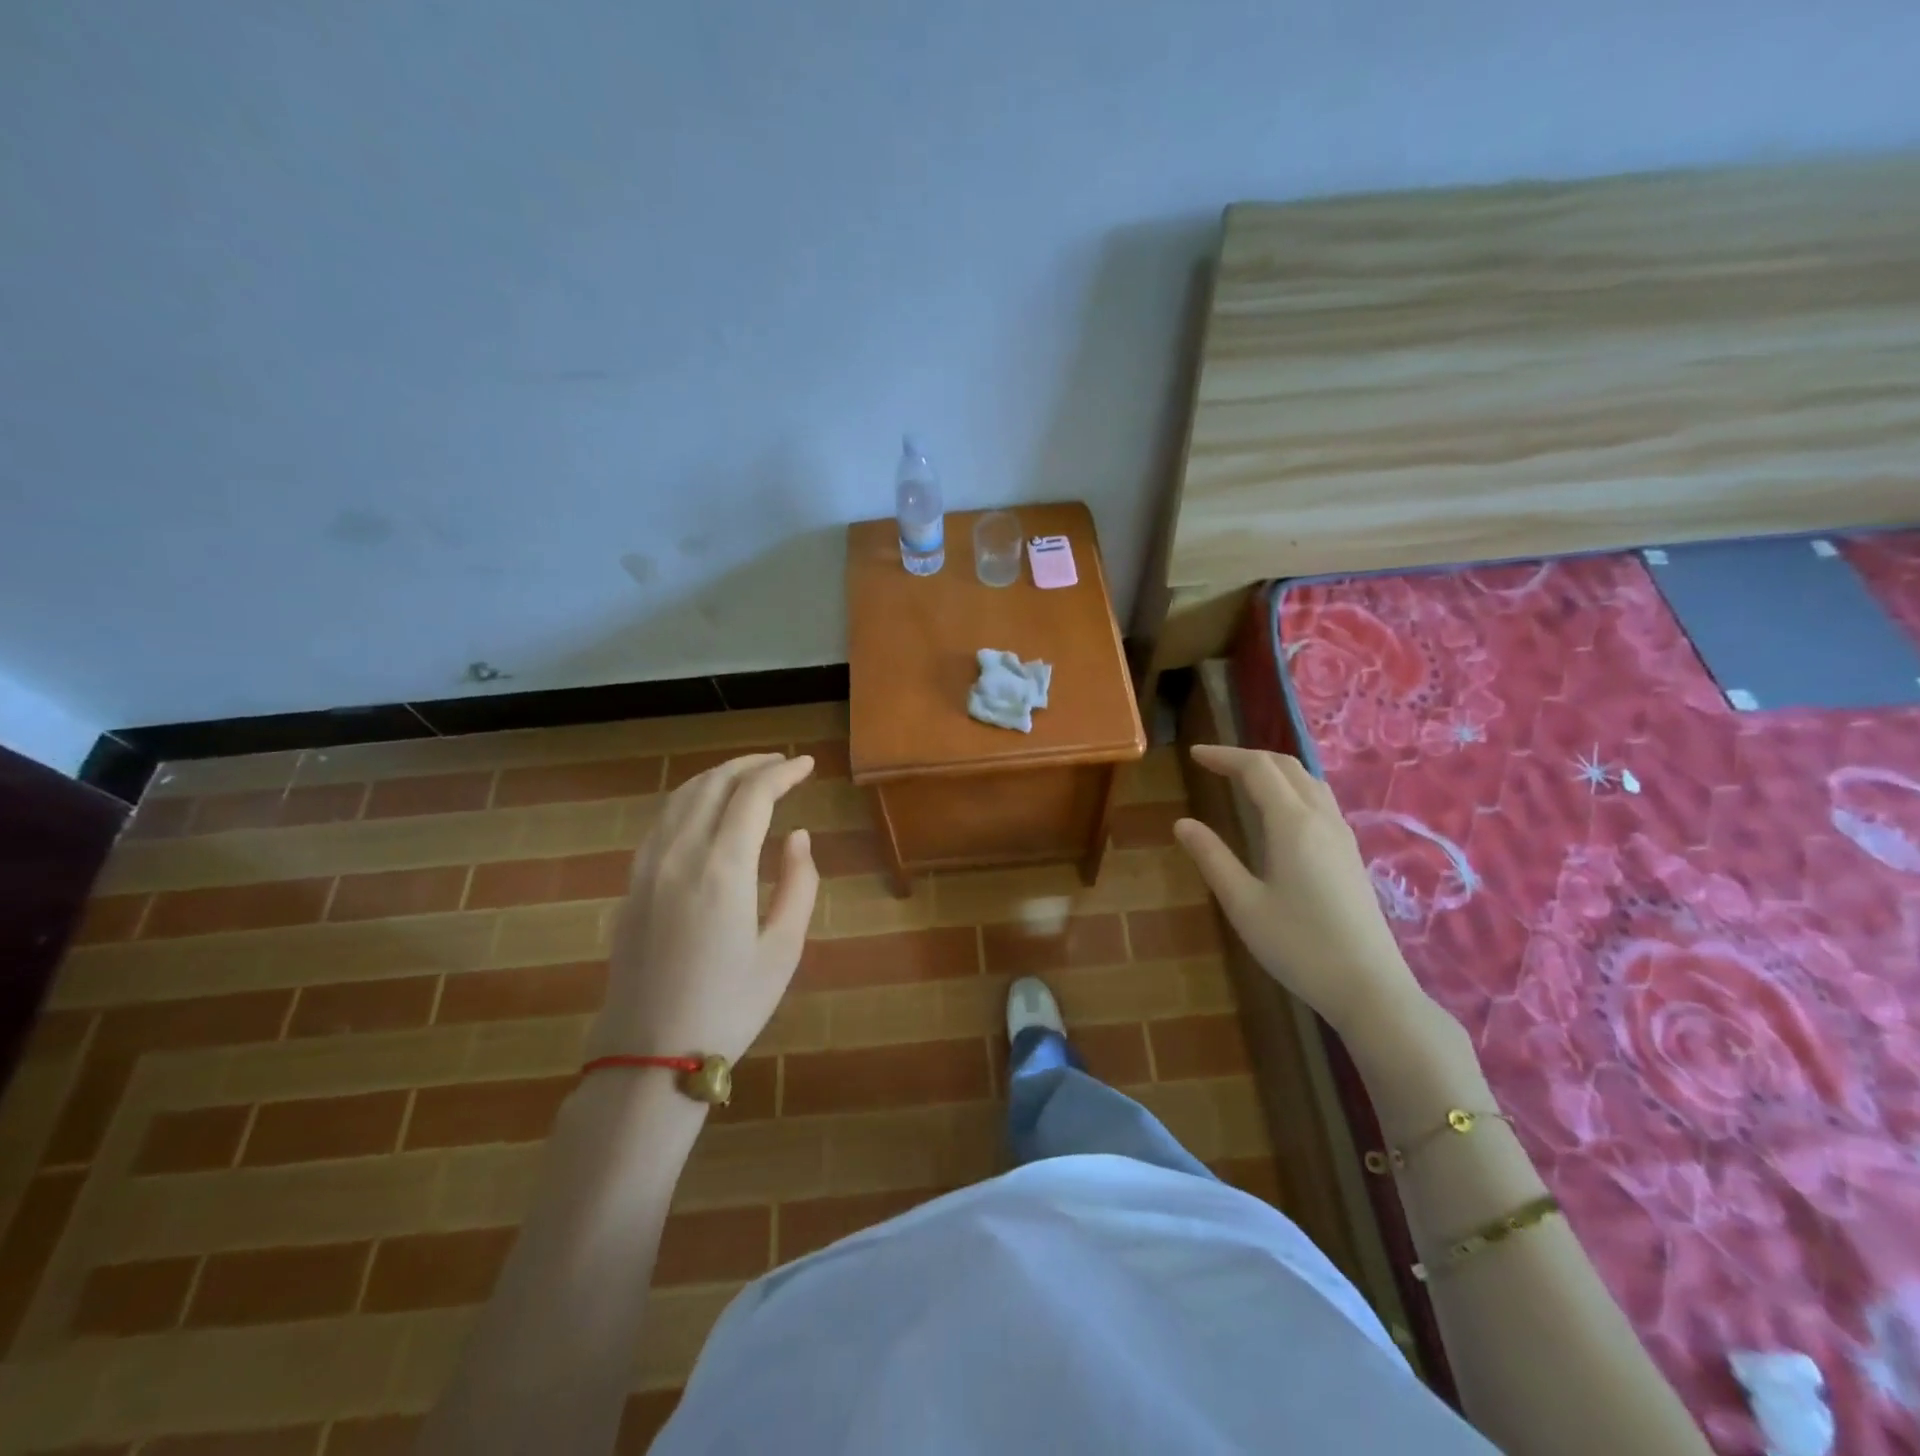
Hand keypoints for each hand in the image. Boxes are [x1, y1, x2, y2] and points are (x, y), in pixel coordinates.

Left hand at [589, 753, 818, 1065]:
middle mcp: (680, 854)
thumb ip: (799, 884)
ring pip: (682, 797)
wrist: (650, 1055)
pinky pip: (662, 821)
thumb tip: (798, 835)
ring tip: (748, 775)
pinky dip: (690, 799)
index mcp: (722, 868)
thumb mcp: (783, 950)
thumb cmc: (730, 1006)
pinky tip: (706, 809)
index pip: (753, 794)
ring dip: (719, 776)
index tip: (808, 765)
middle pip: (714, 784)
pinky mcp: (632, 885)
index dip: (783, 772)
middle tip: (783, 763)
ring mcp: (648, 867)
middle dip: (751, 764)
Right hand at [1174, 745, 1429, 1037]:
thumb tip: (1183, 823)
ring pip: (1308, 780)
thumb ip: (1212, 858)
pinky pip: (1320, 799)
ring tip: (1243, 778)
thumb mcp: (1243, 903)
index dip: (1224, 756)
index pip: (1257, 768)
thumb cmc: (1298, 945)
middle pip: (1286, 766)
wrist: (1369, 987)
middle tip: (1213, 764)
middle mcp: (1321, 818)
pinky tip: (1280, 810)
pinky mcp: (1351, 853)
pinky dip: (1292, 786)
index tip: (1194, 755)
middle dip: (1247, 757)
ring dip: (1273, 769)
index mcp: (1292, 823)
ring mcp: (1342, 835)